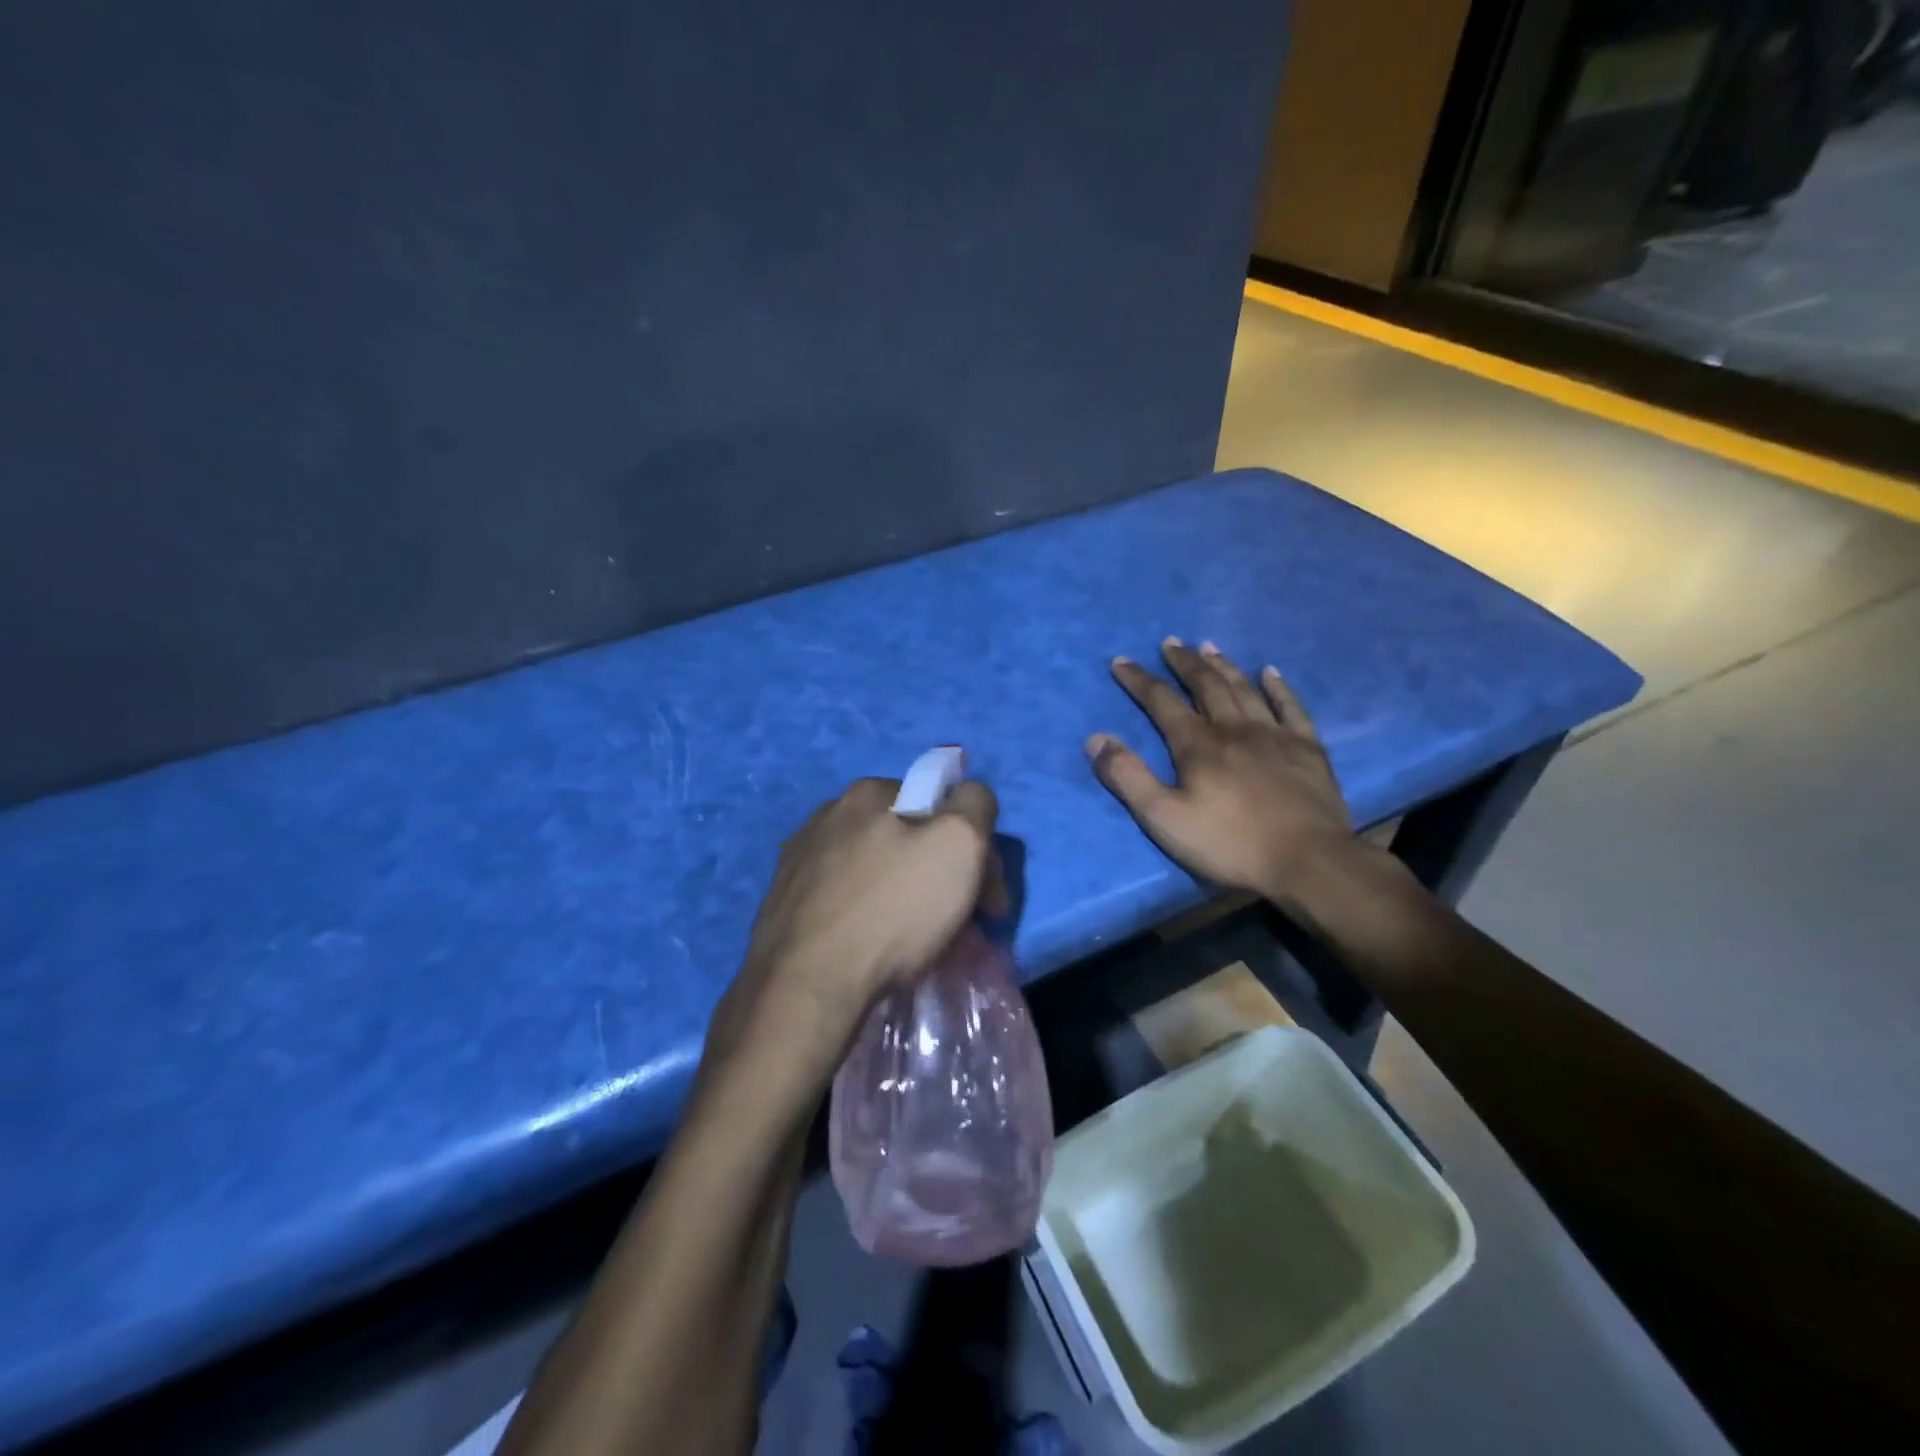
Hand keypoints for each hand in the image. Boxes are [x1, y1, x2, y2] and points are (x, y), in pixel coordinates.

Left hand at [712, 777, 1001, 1083]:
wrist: (806, 988)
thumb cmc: (891, 911)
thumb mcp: (959, 844)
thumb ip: (975, 804)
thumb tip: (970, 798)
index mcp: (867, 793)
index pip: (940, 806)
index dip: (973, 848)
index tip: (987, 897)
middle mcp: (826, 816)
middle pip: (907, 838)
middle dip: (941, 874)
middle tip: (961, 925)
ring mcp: (798, 860)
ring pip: (874, 870)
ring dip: (904, 896)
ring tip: (918, 942)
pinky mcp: (783, 904)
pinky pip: (843, 900)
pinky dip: (867, 916)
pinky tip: (874, 948)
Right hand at [1087, 639, 1355, 910]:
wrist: (1307, 862)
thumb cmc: (1229, 844)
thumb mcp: (1164, 818)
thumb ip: (1128, 777)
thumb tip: (1096, 739)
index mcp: (1198, 745)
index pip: (1162, 702)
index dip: (1139, 680)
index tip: (1122, 661)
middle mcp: (1235, 729)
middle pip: (1206, 685)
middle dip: (1184, 663)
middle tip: (1171, 642)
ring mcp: (1275, 735)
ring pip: (1244, 689)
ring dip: (1223, 666)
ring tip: (1208, 647)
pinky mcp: (1307, 749)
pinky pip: (1291, 707)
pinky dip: (1278, 687)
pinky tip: (1270, 672)